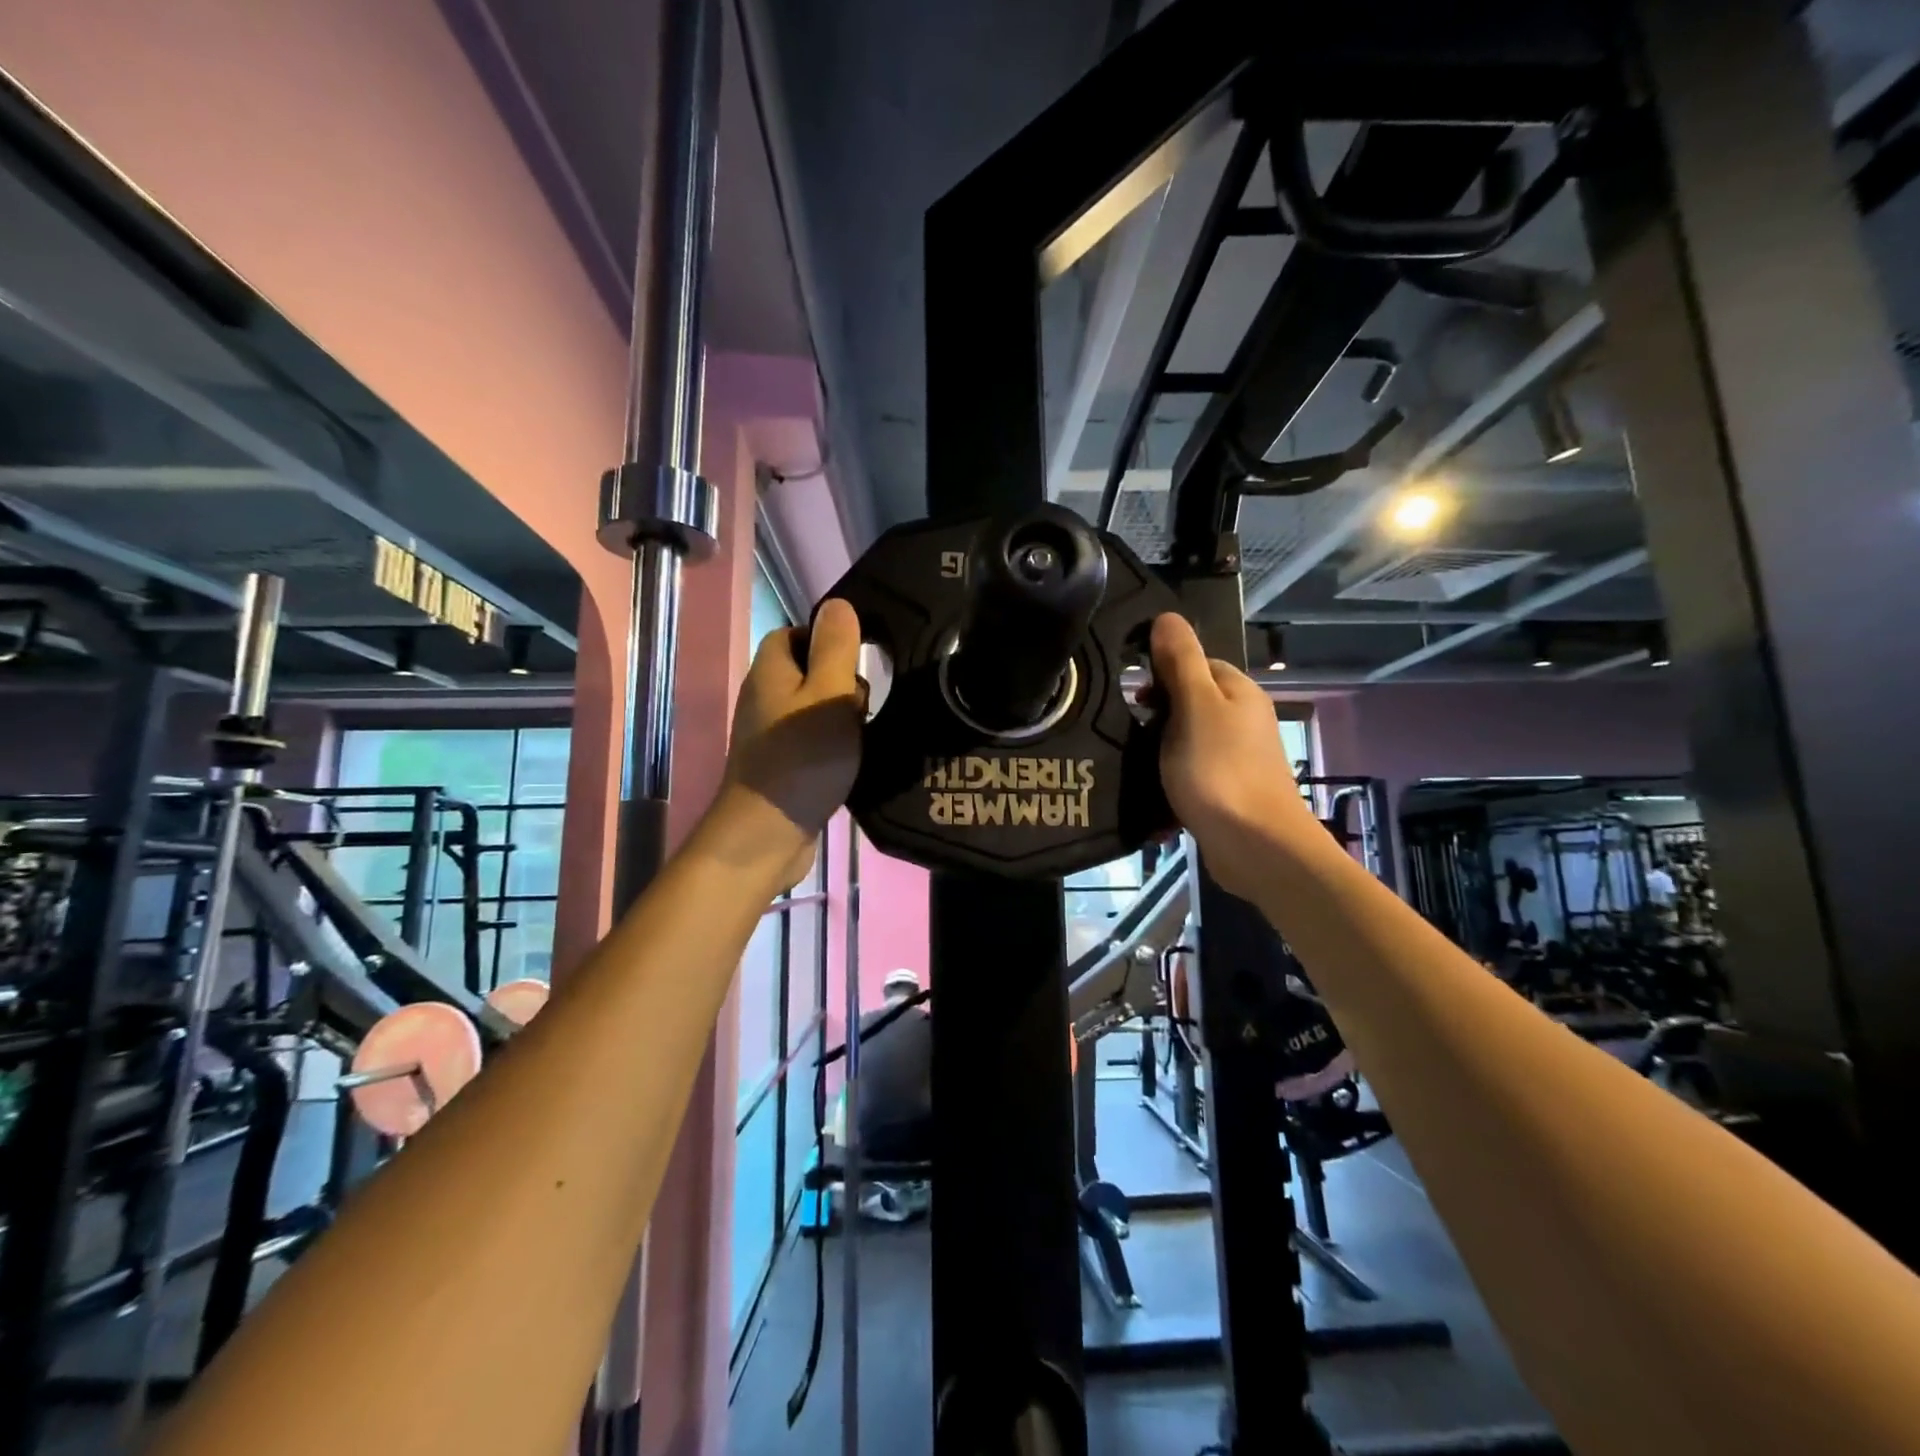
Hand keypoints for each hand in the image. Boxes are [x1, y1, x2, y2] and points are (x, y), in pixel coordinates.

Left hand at [709, 598, 864, 887]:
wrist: (766, 834)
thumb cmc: (802, 758)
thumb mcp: (829, 694)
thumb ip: (836, 648)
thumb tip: (839, 604)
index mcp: (770, 672)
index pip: (793, 633)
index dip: (826, 636)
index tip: (861, 654)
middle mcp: (764, 699)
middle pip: (805, 672)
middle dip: (841, 680)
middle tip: (867, 700)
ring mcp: (770, 736)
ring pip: (812, 709)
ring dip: (841, 716)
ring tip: (868, 730)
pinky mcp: (781, 767)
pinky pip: (812, 742)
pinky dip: (834, 745)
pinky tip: (856, 758)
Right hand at [1150, 613, 1315, 898]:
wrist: (1254, 845)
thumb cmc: (1219, 769)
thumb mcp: (1194, 706)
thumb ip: (1180, 662)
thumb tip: (1167, 617)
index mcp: (1239, 693)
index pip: (1197, 664)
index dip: (1163, 672)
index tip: (1132, 695)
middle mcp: (1243, 721)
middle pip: (1192, 702)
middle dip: (1158, 714)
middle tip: (1128, 731)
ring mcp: (1238, 759)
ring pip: (1188, 740)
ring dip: (1160, 750)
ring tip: (1133, 762)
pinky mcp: (1228, 792)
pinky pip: (1192, 775)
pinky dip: (1172, 780)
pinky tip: (1151, 794)